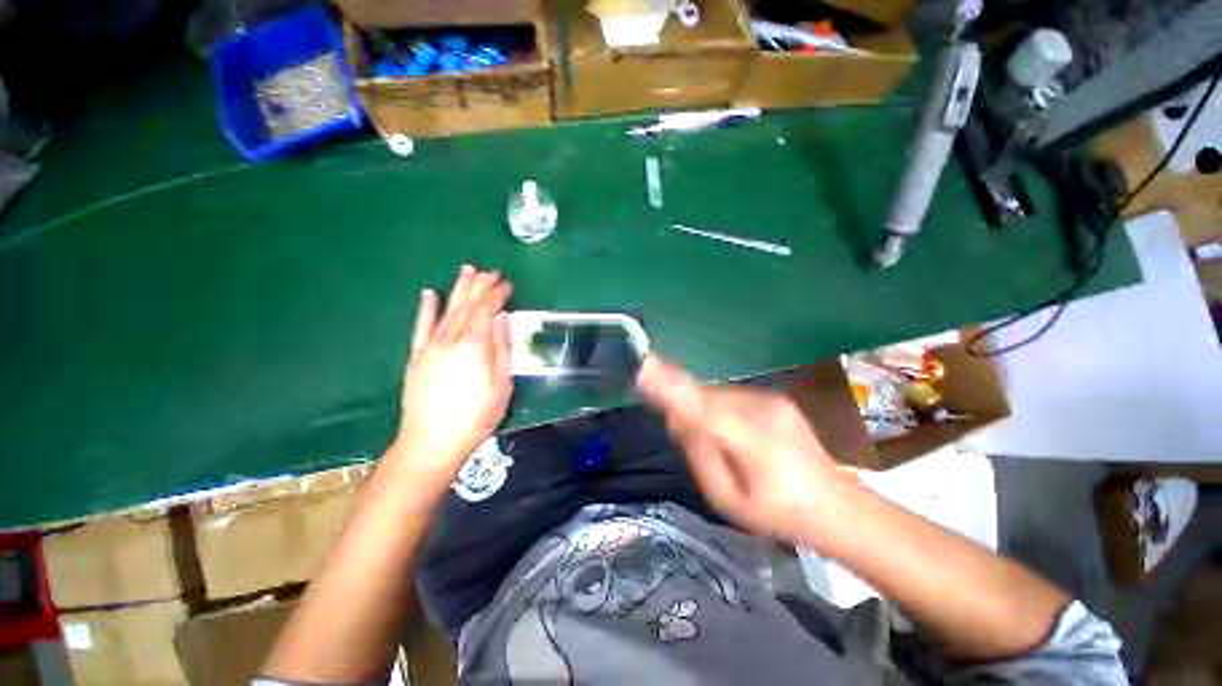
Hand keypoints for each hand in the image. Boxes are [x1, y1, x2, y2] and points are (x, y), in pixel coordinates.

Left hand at [396, 266, 513, 483]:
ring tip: (467, 271)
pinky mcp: (417, 356)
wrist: (431, 442)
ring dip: (458, 289)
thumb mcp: (501, 385)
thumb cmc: (476, 416)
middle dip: (480, 285)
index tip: (507, 284)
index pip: (487, 310)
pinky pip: (421, 326)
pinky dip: (426, 308)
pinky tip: (429, 294)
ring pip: (446, 309)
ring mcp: (431, 346)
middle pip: (467, 304)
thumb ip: (502, 348)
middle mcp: (450, 338)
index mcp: (474, 345)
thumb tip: (502, 319)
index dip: (497, 294)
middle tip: (491, 271)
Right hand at [637, 356, 847, 541]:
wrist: (837, 504)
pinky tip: (735, 433)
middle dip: (687, 409)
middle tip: (685, 437)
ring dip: (703, 410)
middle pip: (704, 398)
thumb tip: (675, 418)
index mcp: (754, 445)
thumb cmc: (778, 514)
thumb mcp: (728, 500)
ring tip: (720, 444)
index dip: (673, 388)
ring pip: (715, 395)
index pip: (704, 410)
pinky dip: (719, 408)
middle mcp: (761, 410)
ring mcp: (770, 399)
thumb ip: (699, 455)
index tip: (644, 367)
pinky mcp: (773, 396)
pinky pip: (729, 396)